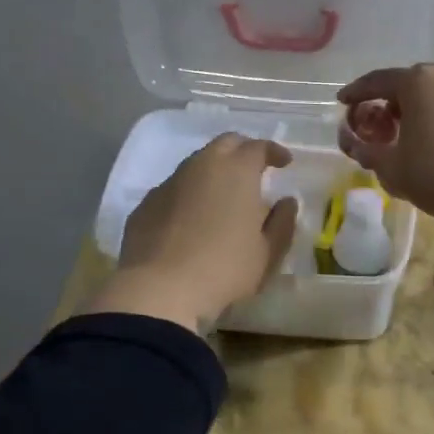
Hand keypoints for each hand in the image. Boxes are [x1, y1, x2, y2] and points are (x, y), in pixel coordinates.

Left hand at [83, 134, 299, 331]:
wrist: (159, 290)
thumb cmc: (224, 268)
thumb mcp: (267, 252)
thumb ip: (282, 222)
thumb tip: (286, 202)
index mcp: (237, 171)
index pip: (259, 147)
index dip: (274, 151)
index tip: (284, 162)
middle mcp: (201, 166)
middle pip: (225, 144)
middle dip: (243, 151)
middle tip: (254, 171)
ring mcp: (169, 183)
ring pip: (196, 164)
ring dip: (214, 172)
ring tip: (223, 197)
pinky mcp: (146, 204)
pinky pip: (174, 189)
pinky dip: (189, 194)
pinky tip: (192, 219)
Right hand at [336, 64, 433, 226]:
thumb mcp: (389, 166)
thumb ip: (363, 149)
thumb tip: (351, 140)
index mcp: (417, 81)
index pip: (377, 81)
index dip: (356, 93)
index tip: (342, 103)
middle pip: (408, 84)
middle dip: (387, 103)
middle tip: (375, 127)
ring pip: (433, 94)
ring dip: (414, 110)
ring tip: (404, 137)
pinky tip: (432, 141)